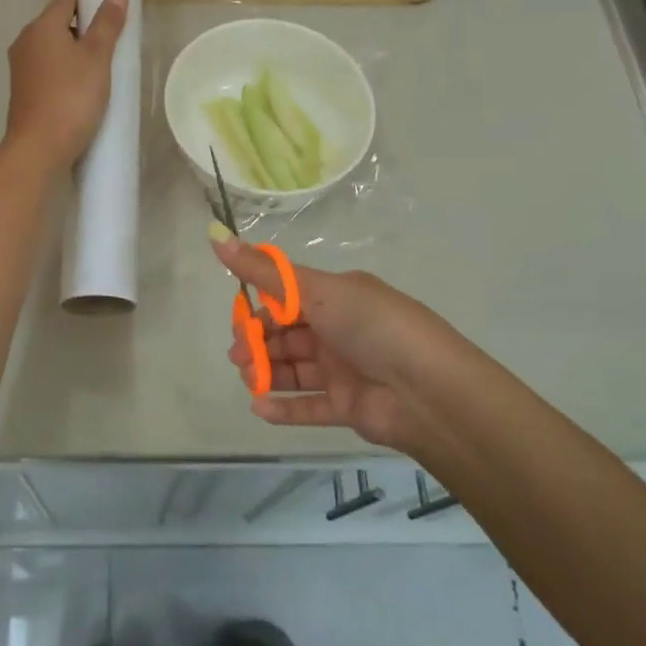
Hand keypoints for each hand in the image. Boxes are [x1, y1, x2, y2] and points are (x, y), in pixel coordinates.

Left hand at [4, 0, 128, 170]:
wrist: (39, 148)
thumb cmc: (71, 98)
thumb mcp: (97, 58)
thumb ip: (107, 23)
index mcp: (41, 26)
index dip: (91, 2)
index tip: (113, 21)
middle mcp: (25, 41)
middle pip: (59, 23)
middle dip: (85, 31)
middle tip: (113, 50)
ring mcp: (21, 68)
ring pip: (53, 49)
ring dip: (75, 55)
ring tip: (101, 74)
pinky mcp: (23, 92)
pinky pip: (48, 71)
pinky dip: (65, 74)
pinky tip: (82, 92)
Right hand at [212, 237, 457, 451]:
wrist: (429, 390)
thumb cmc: (372, 327)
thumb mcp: (316, 290)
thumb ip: (264, 272)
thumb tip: (217, 237)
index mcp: (338, 296)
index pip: (288, 298)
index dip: (261, 310)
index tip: (239, 322)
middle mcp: (340, 330)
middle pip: (288, 335)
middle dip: (259, 343)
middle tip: (239, 355)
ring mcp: (345, 370)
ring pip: (295, 370)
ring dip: (268, 373)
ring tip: (249, 380)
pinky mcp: (348, 407)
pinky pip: (309, 407)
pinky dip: (284, 408)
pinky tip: (259, 408)